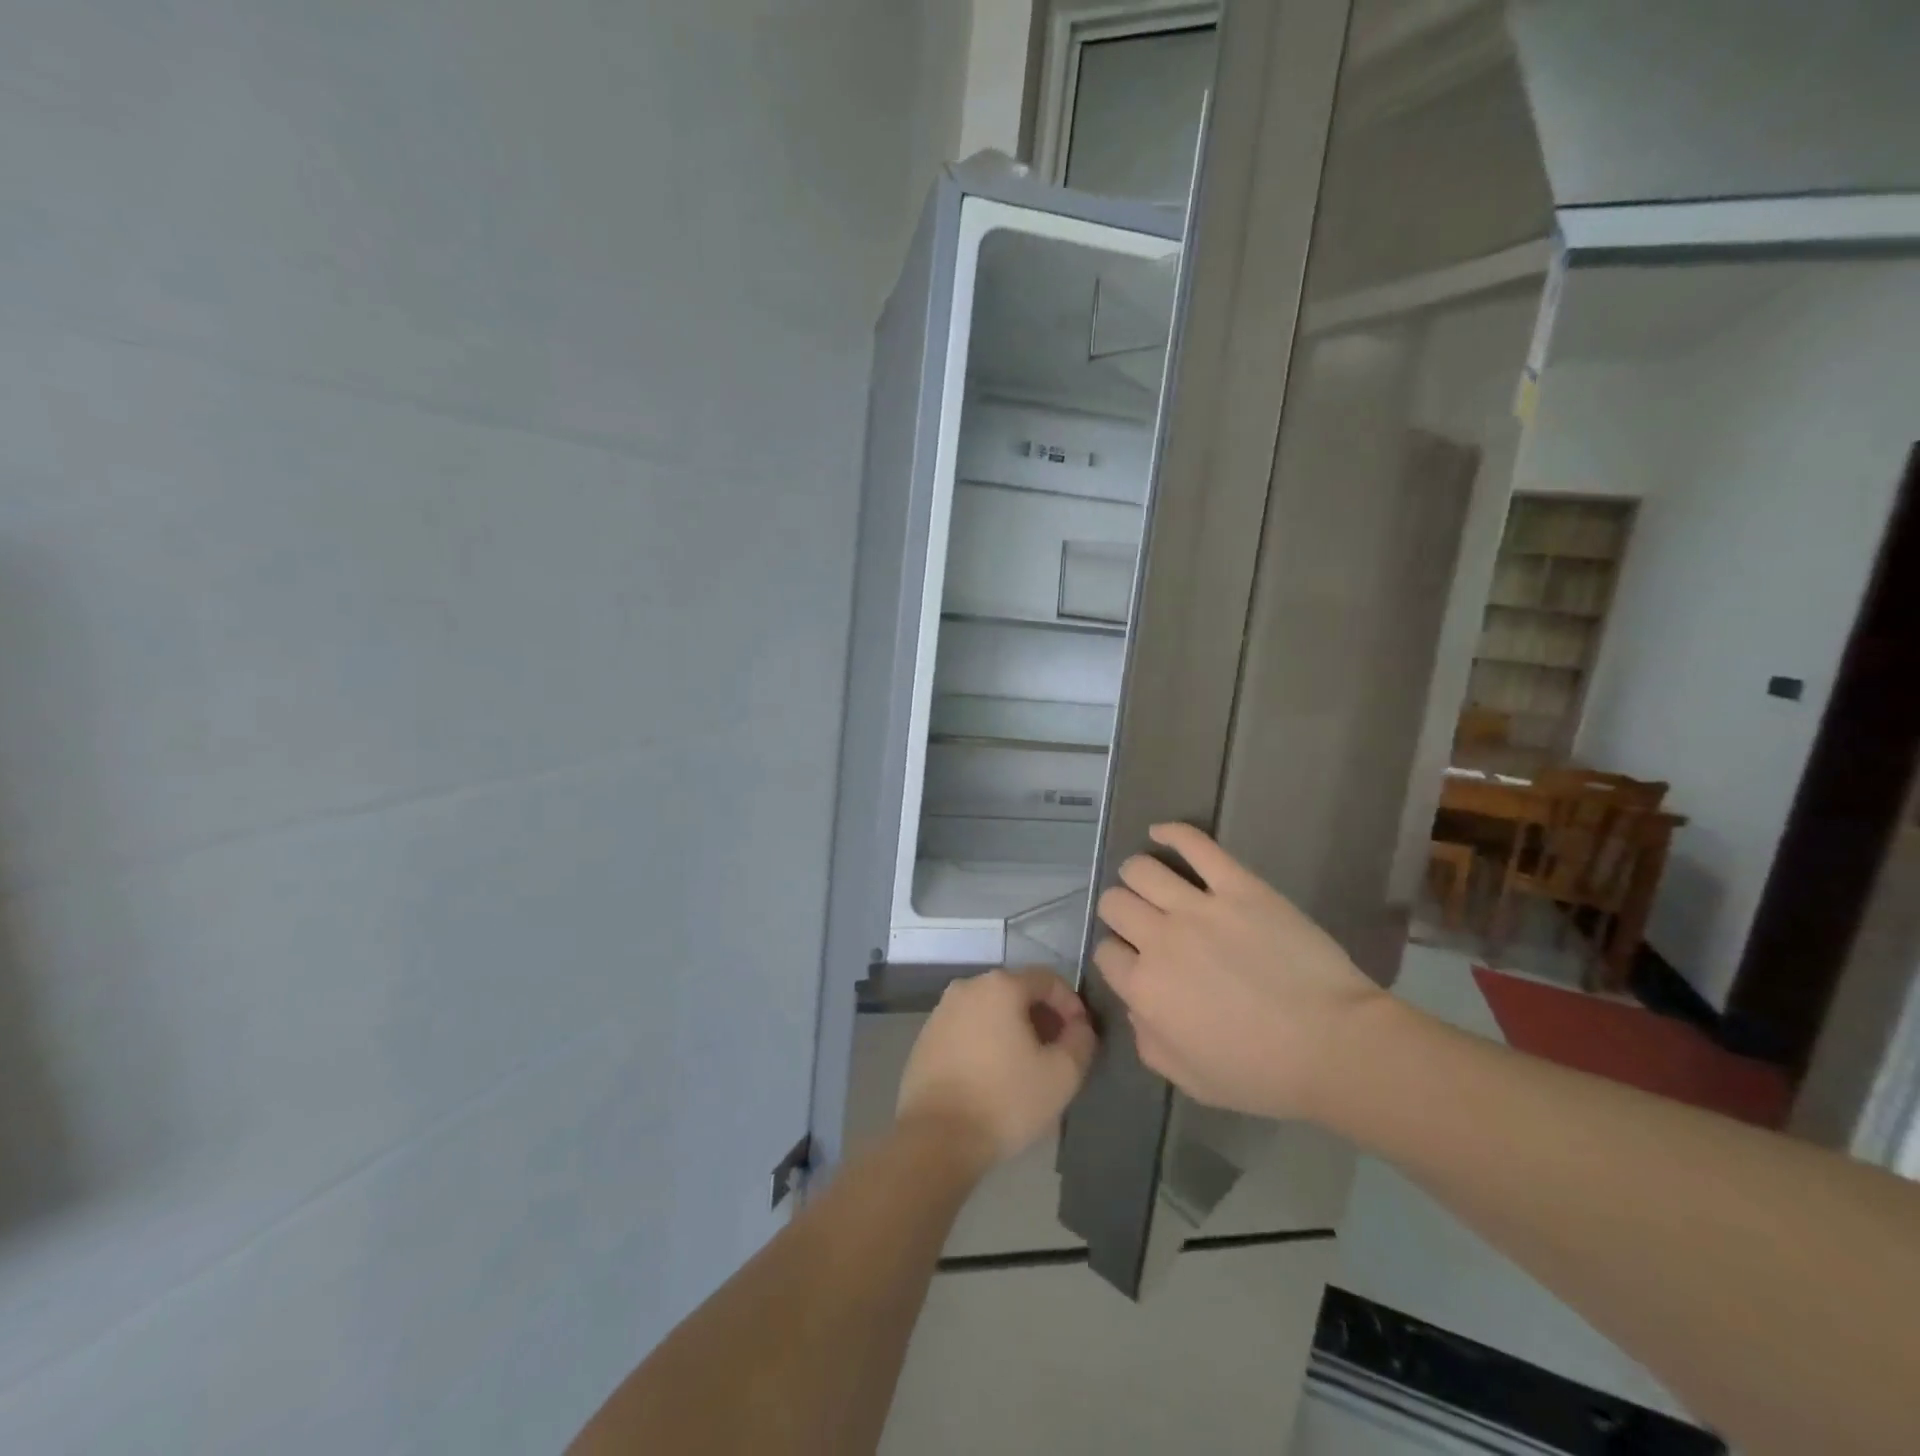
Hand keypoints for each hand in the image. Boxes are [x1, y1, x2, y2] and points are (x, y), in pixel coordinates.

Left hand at [896, 968, 1097, 1170]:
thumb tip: (1079, 1027)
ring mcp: (941, 1011)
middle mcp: (967, 987)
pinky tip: (994, 1076)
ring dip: (1013, 1030)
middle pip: (1016, 991)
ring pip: (990, 1010)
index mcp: (1000, 986)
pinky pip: (967, 1029)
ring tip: (1027, 1067)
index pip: (1047, 979)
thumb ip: (1081, 1041)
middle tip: (1057, 1052)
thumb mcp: (1062, 1074)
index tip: (1080, 1036)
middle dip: (1042, 1017)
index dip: (1071, 1004)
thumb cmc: (1005, 1099)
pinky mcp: (926, 1037)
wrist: (936, 1138)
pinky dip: (986, 1041)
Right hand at [1094, 823, 1383, 1120]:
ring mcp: (1198, 907)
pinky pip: (1195, 845)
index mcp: (1144, 988)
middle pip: (1114, 904)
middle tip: (1141, 923)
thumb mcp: (1190, 1080)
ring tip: (1150, 884)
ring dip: (1136, 876)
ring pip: (1140, 870)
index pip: (1105, 953)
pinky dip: (1171, 833)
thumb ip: (1147, 1041)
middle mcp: (1160, 939)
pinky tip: (1159, 833)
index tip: (1133, 963)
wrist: (1336, 1046)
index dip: (1116, 957)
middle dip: (1119, 913)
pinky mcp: (1238, 885)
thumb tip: (1136, 1007)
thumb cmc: (1263, 1074)